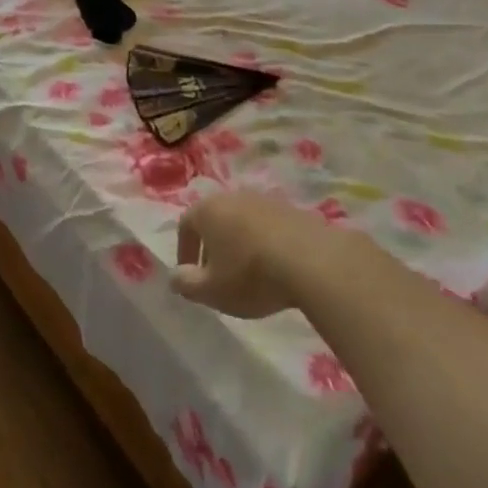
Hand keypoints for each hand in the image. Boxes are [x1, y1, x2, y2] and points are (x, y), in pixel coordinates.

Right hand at [172, 191, 338, 318]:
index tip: (191, 276)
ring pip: (242, 221)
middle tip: (217, 273)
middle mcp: (232, 196)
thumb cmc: (251, 275)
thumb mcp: (212, 290)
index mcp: (207, 210)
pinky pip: (268, 225)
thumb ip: (187, 284)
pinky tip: (275, 265)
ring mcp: (264, 200)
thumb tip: (175, 276)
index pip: (185, 226)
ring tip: (248, 271)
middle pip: (215, 219)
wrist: (312, 260)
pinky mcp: (292, 209)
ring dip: (240, 242)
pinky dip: (265, 242)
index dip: (185, 252)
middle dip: (212, 245)